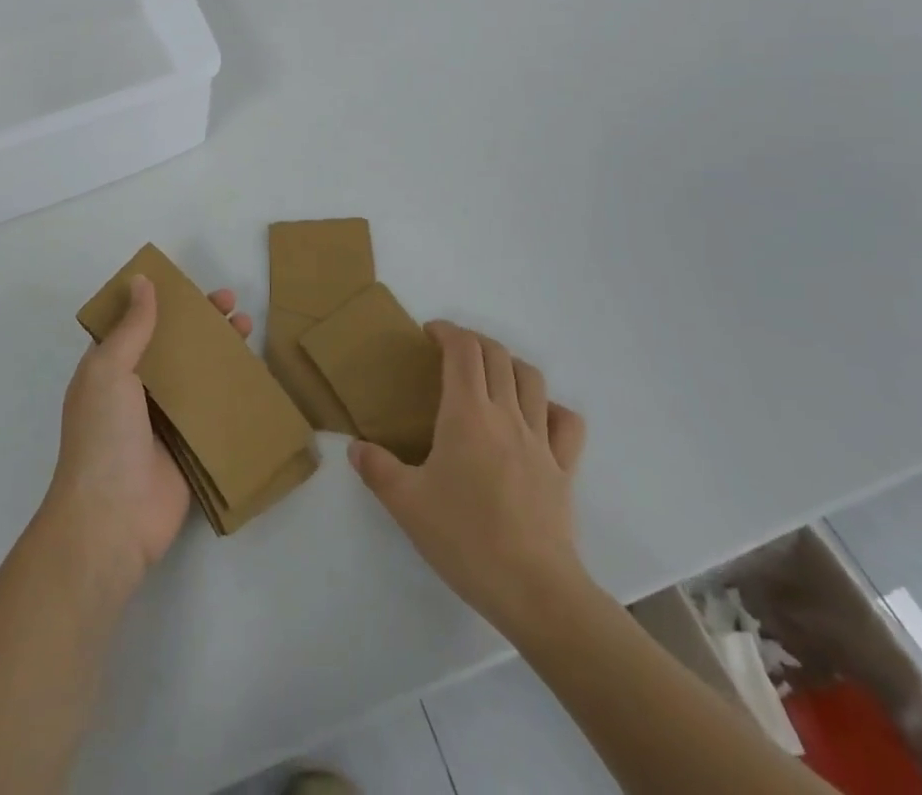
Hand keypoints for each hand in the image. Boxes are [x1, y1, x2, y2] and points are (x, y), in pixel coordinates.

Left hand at [42, 274, 252, 587]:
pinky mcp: (190, 447)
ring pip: (198, 375)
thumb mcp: (109, 370)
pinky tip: (255, 373)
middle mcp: (137, 391)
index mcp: (110, 370)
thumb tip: (142, 280)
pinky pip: (214, 411)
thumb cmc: (103, 436)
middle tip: (232, 303)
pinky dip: (232, 391)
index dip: (164, 302)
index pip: (139, 324)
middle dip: (201, 323)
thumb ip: (131, 327)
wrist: (112, 520)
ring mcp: (165, 421)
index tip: (192, 286)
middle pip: (174, 346)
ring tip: (248, 327)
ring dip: (220, 351)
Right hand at [349, 321, 590, 642]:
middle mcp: (506, 415)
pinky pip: (566, 423)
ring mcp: (540, 440)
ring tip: (490, 375)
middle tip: (451, 351)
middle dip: (473, 341)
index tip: (428, 334)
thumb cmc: (465, 539)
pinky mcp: (564, 469)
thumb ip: (377, 469)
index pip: (463, 350)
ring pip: (532, 379)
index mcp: (467, 414)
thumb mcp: (406, 504)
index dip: (447, 331)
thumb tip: (354, 448)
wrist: (534, 590)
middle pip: (497, 355)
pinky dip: (550, 407)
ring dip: (509, 364)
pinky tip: (535, 417)